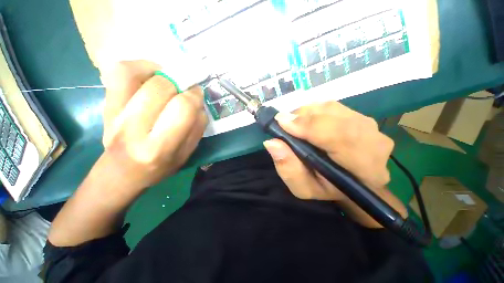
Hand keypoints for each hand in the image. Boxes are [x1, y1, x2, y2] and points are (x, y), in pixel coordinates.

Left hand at [100, 61, 207, 189]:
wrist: (122, 172)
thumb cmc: (160, 166)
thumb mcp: (187, 153)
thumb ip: (197, 128)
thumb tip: (198, 103)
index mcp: (160, 147)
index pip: (182, 108)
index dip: (194, 96)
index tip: (197, 94)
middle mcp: (134, 128)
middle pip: (160, 88)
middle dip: (179, 82)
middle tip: (185, 87)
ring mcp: (114, 114)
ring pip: (134, 74)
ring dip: (158, 70)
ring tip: (168, 78)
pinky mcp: (105, 105)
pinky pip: (118, 73)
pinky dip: (137, 66)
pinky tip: (150, 75)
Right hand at [263, 102, 404, 226]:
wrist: (349, 180)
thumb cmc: (326, 188)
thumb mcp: (303, 187)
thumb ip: (289, 169)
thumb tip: (272, 143)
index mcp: (365, 168)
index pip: (341, 137)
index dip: (309, 126)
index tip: (282, 122)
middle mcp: (374, 142)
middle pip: (335, 117)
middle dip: (303, 117)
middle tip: (283, 123)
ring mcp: (369, 125)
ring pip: (331, 108)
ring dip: (306, 113)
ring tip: (293, 125)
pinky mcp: (360, 116)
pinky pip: (331, 106)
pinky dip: (312, 110)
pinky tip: (305, 121)